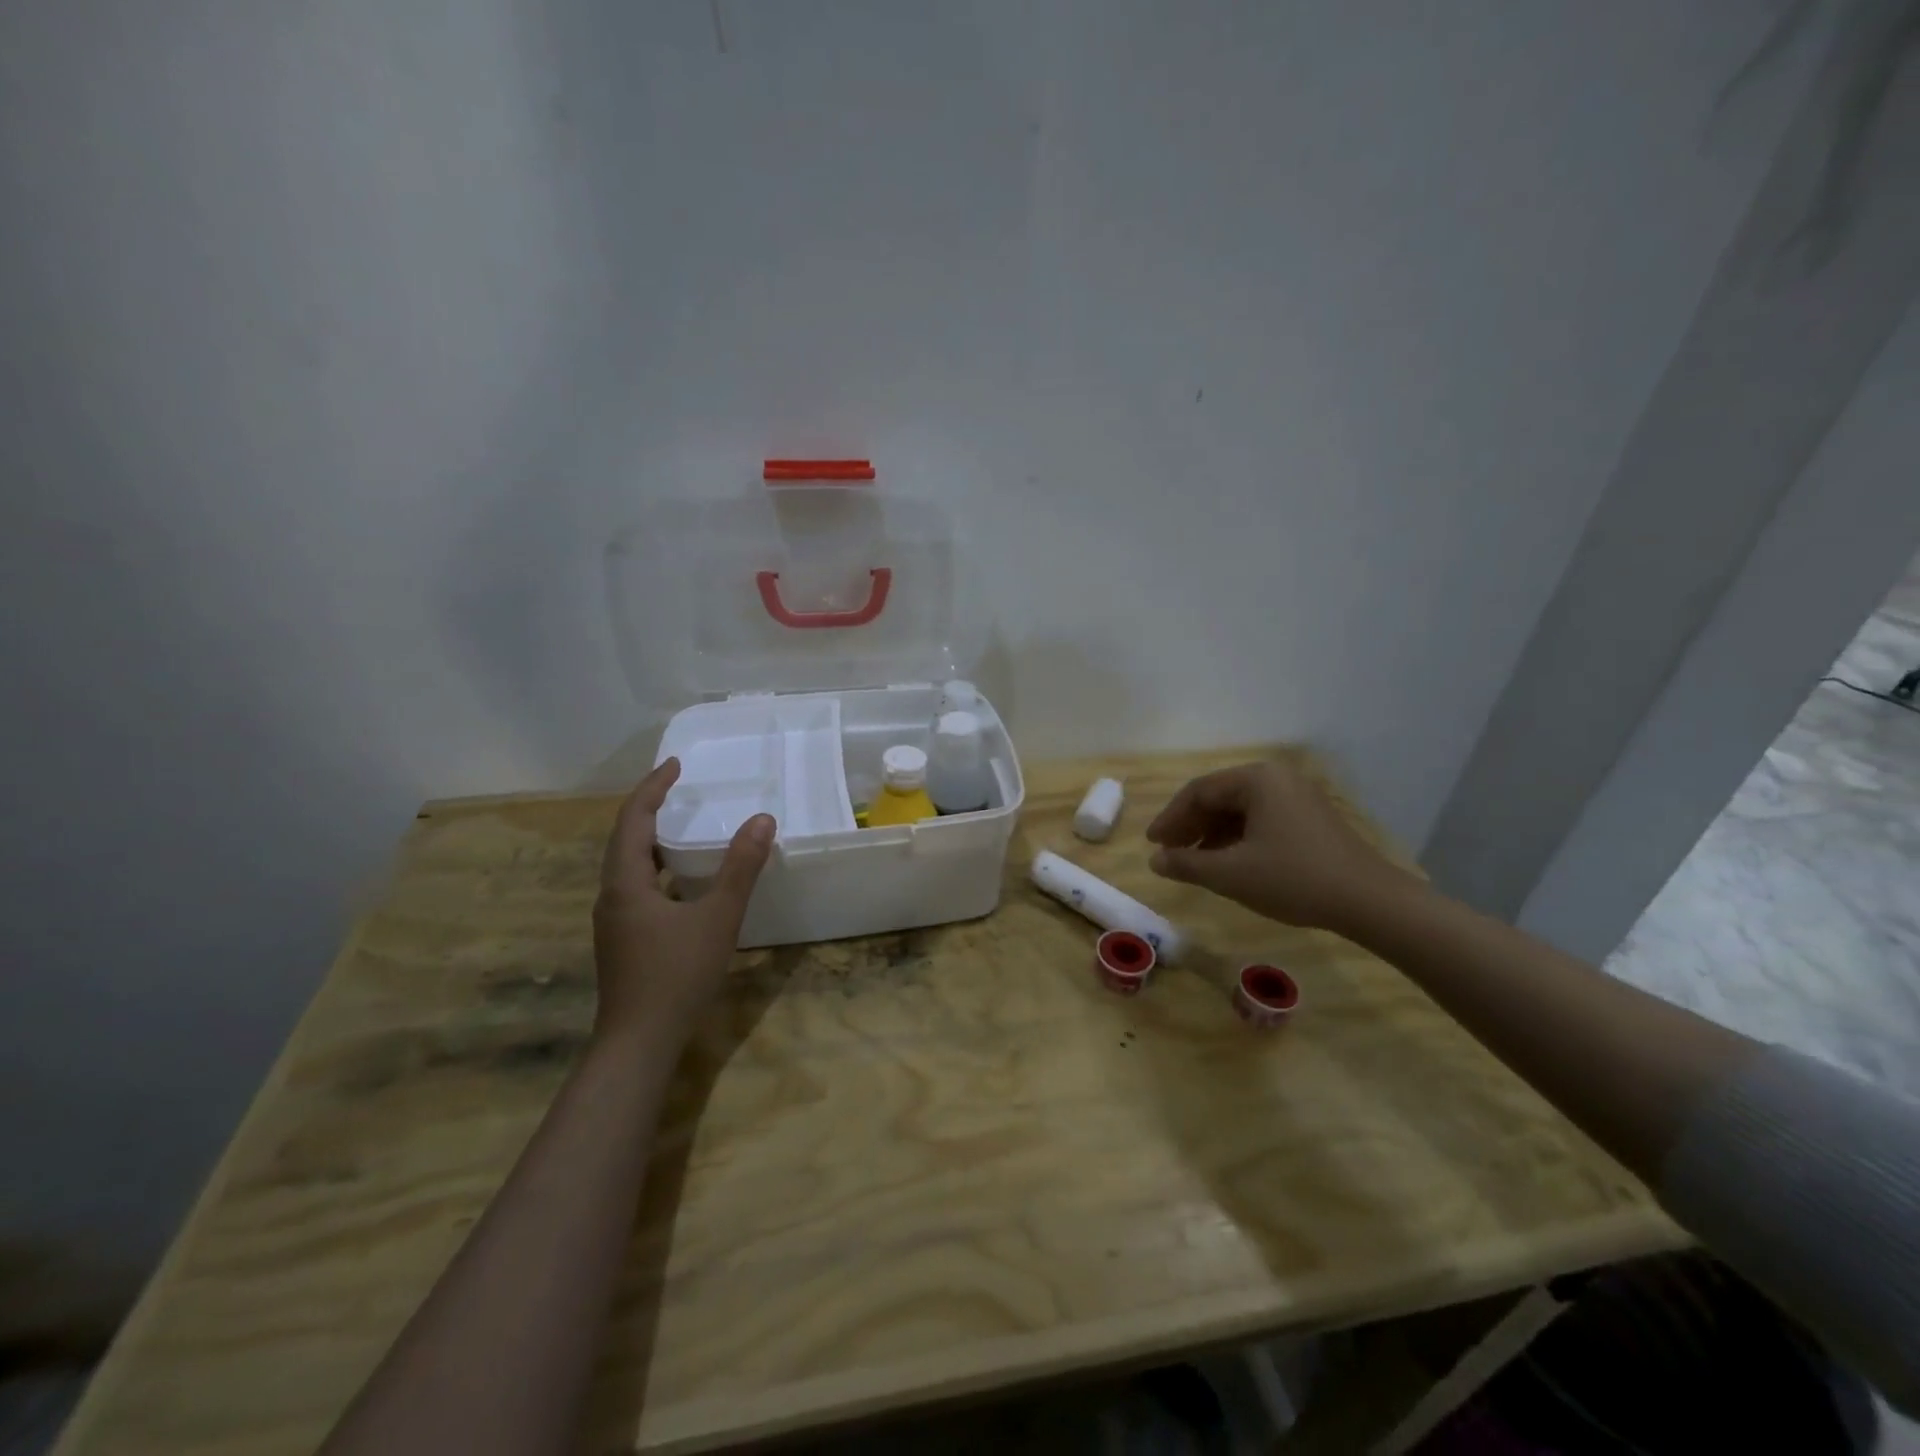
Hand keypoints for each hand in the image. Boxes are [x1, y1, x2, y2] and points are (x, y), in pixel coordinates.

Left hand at [592, 758, 774, 1045]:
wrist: (638, 1043)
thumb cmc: (676, 975)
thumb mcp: (718, 918)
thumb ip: (740, 868)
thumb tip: (762, 820)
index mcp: (625, 883)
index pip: (633, 820)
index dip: (652, 788)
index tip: (675, 765)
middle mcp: (611, 896)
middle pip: (625, 840)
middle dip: (650, 809)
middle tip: (680, 789)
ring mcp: (614, 922)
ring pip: (629, 867)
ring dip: (652, 841)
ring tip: (683, 826)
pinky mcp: (624, 941)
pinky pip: (638, 888)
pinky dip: (658, 870)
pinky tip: (683, 882)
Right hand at [1145, 759, 1414, 931]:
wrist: (1370, 901)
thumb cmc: (1294, 879)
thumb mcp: (1231, 874)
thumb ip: (1187, 864)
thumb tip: (1155, 860)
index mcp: (1256, 780)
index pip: (1198, 792)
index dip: (1170, 819)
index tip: (1152, 844)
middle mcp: (1277, 778)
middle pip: (1220, 797)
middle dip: (1191, 826)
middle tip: (1169, 853)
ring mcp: (1298, 797)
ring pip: (1240, 810)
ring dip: (1212, 835)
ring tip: (1195, 863)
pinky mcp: (1311, 818)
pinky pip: (1262, 820)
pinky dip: (1238, 839)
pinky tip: (1229, 864)